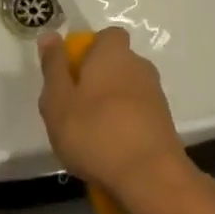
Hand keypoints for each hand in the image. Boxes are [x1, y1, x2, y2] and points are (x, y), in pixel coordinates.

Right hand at [38, 28, 190, 207]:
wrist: (150, 178)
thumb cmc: (95, 132)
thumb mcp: (58, 101)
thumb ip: (53, 66)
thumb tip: (50, 35)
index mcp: (113, 53)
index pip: (106, 36)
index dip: (88, 50)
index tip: (71, 74)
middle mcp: (139, 66)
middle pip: (115, 64)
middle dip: (97, 80)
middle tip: (74, 108)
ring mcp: (155, 95)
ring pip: (126, 90)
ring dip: (110, 105)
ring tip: (91, 136)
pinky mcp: (164, 123)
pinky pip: (137, 114)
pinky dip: (125, 125)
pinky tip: (111, 151)